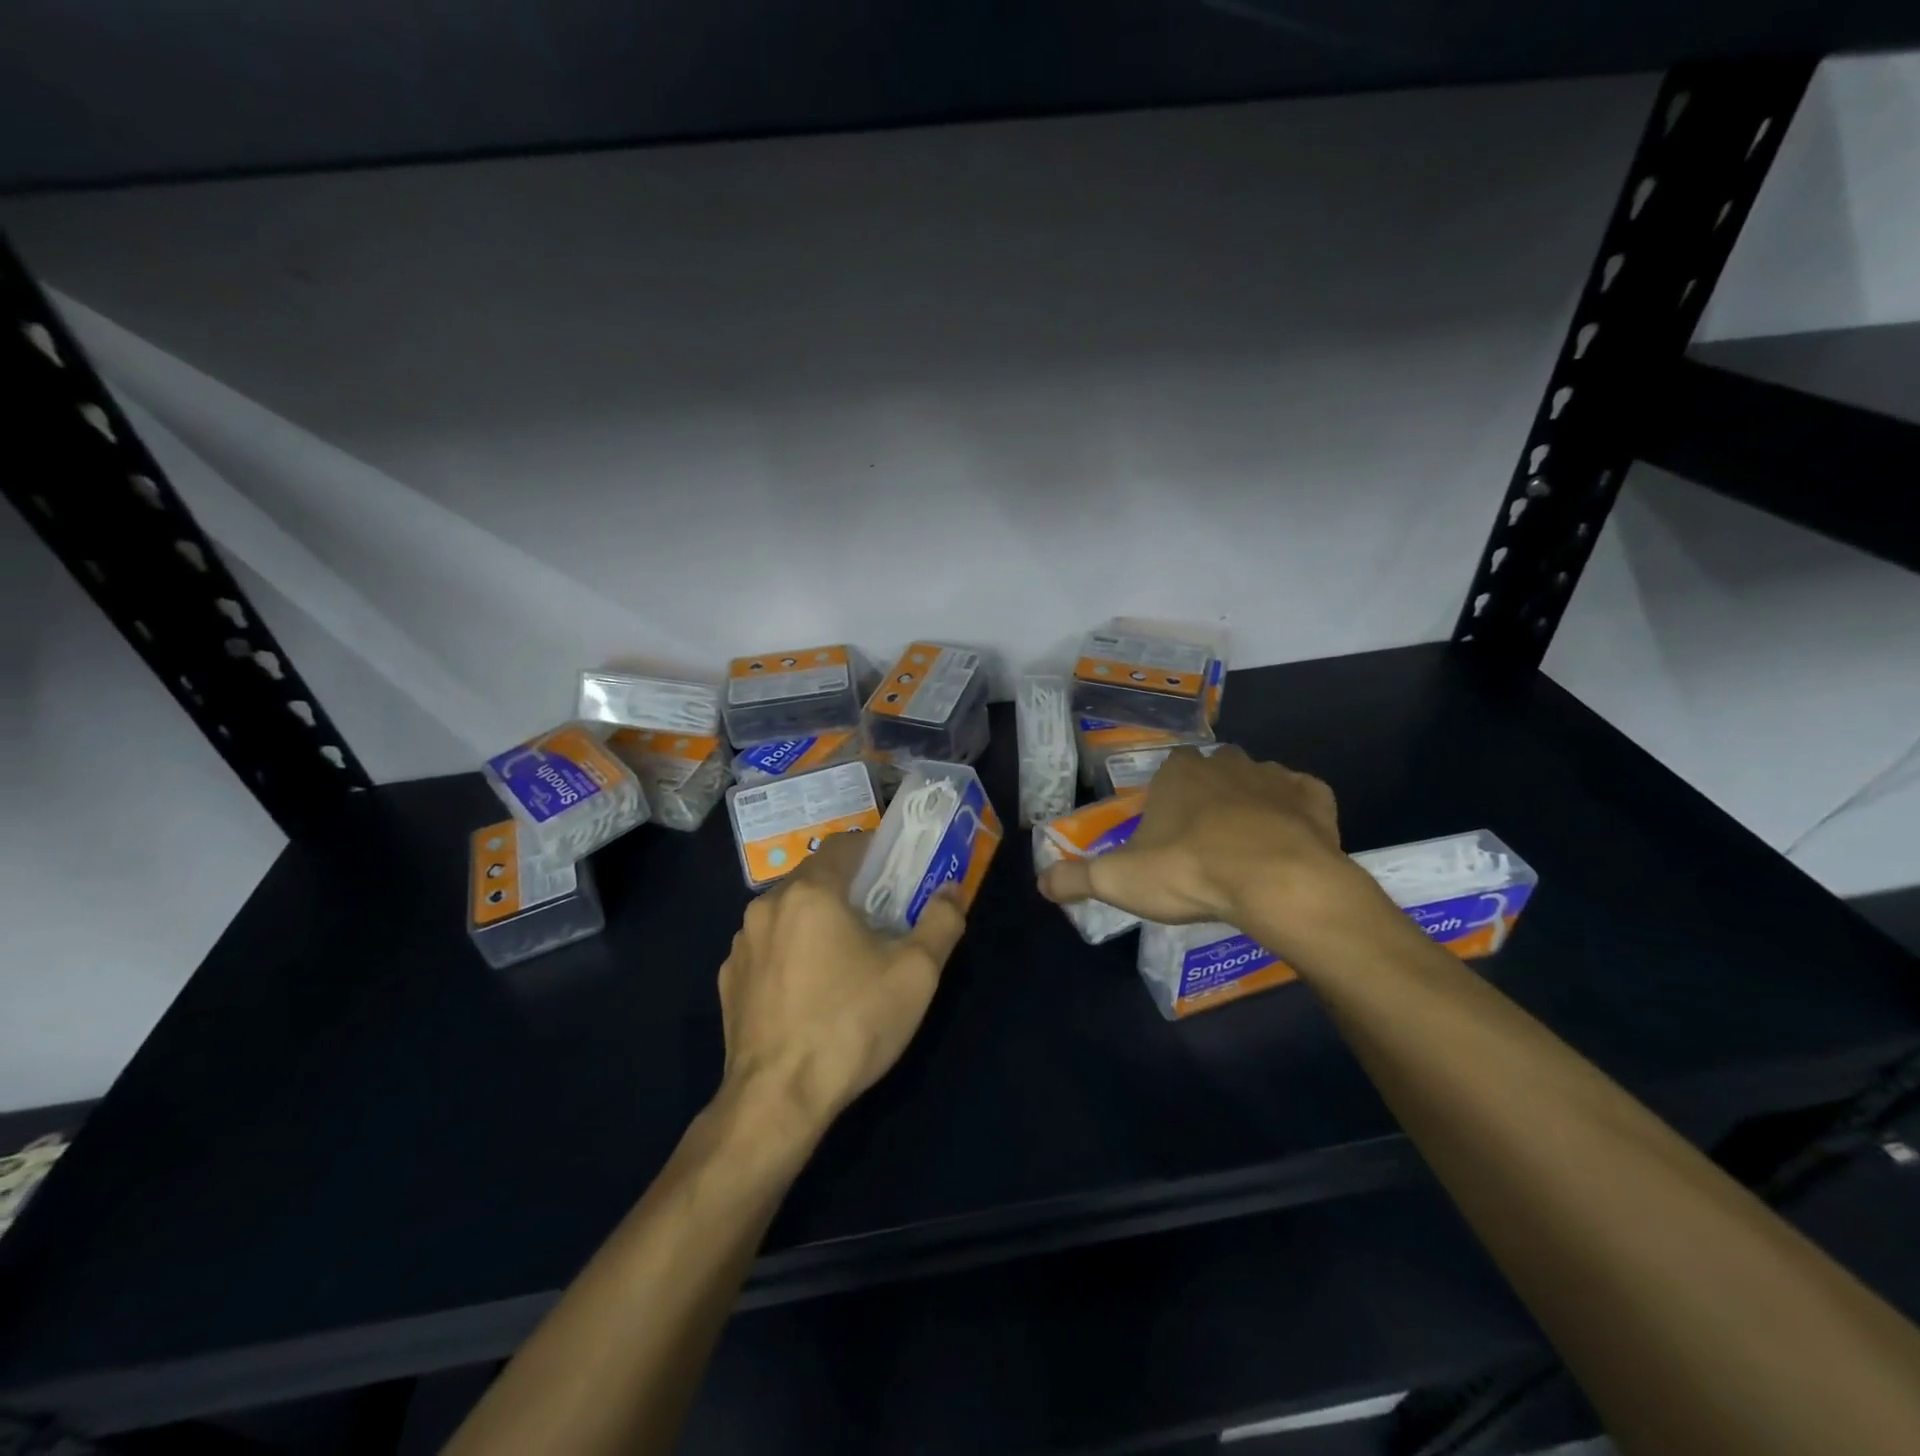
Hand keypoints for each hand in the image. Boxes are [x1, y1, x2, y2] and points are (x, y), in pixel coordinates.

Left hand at [717, 833, 966, 1141]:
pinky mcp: (729, 980)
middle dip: (850, 888)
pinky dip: (791, 952)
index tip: (898, 872)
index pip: (844, 844)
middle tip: (882, 917)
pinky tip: (810, 990)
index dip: (875, 850)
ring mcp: (741, 944)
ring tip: (847, 957)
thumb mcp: (916, 973)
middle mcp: (767, 905)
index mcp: (810, 892)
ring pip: (789, 912)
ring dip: (818, 920)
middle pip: (816, 877)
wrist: (777, 1101)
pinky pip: (768, 948)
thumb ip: (941, 921)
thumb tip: (950, 890)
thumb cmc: (852, 1024)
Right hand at [1038, 746, 1369, 948]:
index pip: (1166, 771)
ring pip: (1257, 781)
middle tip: (1204, 840)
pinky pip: (1302, 797)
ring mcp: (1273, 777)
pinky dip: (1296, 813)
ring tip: (1247, 845)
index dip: (1166, 800)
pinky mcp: (1315, 798)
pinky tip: (1291, 840)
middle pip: (1211, 770)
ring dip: (1251, 802)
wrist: (1277, 882)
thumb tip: (1040, 883)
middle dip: (1208, 795)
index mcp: (1177, 773)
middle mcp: (1224, 763)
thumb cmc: (1189, 871)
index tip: (1166, 833)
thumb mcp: (1118, 880)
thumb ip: (1075, 878)